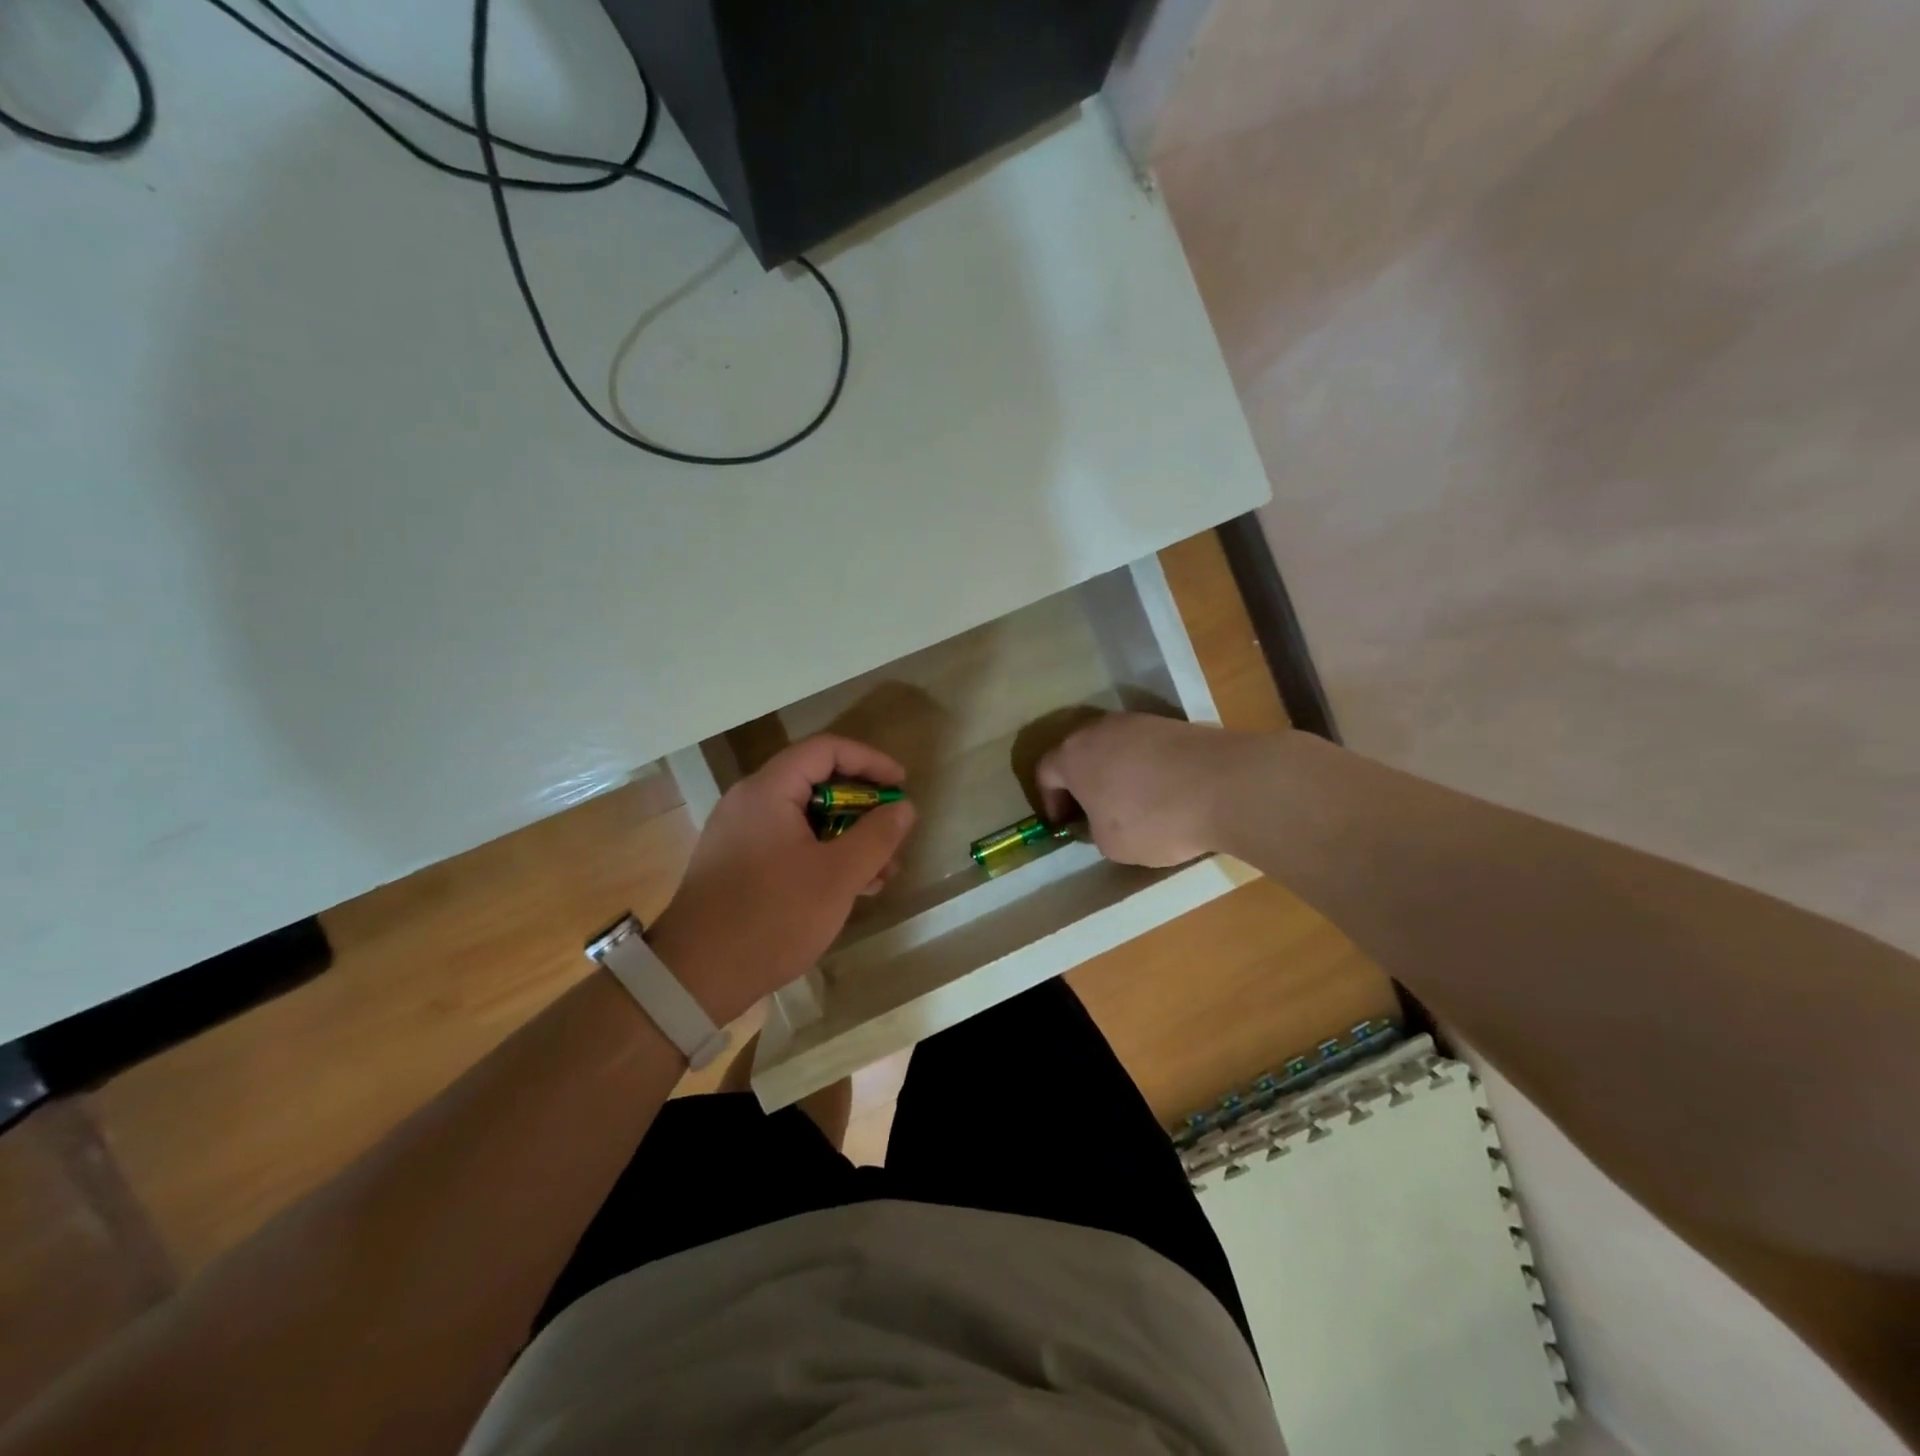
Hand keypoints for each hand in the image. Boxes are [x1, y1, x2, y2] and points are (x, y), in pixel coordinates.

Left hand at [645, 736, 915, 1024]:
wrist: (694, 978)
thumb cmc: (772, 917)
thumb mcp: (838, 876)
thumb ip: (877, 836)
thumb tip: (903, 807)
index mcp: (768, 790)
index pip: (826, 750)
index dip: (870, 761)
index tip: (901, 784)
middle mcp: (749, 802)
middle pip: (817, 784)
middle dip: (863, 809)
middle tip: (893, 837)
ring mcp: (740, 834)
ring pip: (806, 819)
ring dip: (848, 838)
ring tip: (881, 874)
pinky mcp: (737, 865)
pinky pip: (789, 844)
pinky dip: (822, 856)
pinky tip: (850, 889)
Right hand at [1035, 713, 1236, 867]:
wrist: (1224, 785)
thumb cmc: (1152, 819)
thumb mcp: (1111, 844)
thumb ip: (1094, 829)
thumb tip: (1101, 820)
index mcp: (1073, 755)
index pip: (1044, 771)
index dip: (1049, 800)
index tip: (1063, 823)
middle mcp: (1099, 729)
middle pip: (1079, 752)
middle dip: (1081, 781)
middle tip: (1092, 810)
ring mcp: (1138, 722)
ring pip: (1114, 746)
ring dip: (1115, 771)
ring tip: (1131, 802)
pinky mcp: (1172, 724)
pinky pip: (1146, 747)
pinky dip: (1146, 767)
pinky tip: (1164, 791)